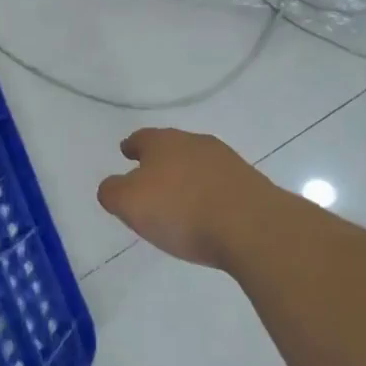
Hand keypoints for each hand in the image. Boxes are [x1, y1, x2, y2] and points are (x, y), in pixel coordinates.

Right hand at [96, 127, 282, 268]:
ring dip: (187, 178)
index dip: (132, 146)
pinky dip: (208, 195)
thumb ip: (112, 192)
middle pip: (172, 148)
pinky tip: (206, 213)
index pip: (141, 138)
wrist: (253, 227)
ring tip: (179, 200)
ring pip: (198, 165)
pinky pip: (220, 185)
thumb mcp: (129, 203)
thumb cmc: (181, 210)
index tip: (126, 152)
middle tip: (150, 179)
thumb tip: (113, 186)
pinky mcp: (250, 185)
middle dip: (160, 162)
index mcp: (164, 142)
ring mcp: (228, 162)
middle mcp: (196, 143)